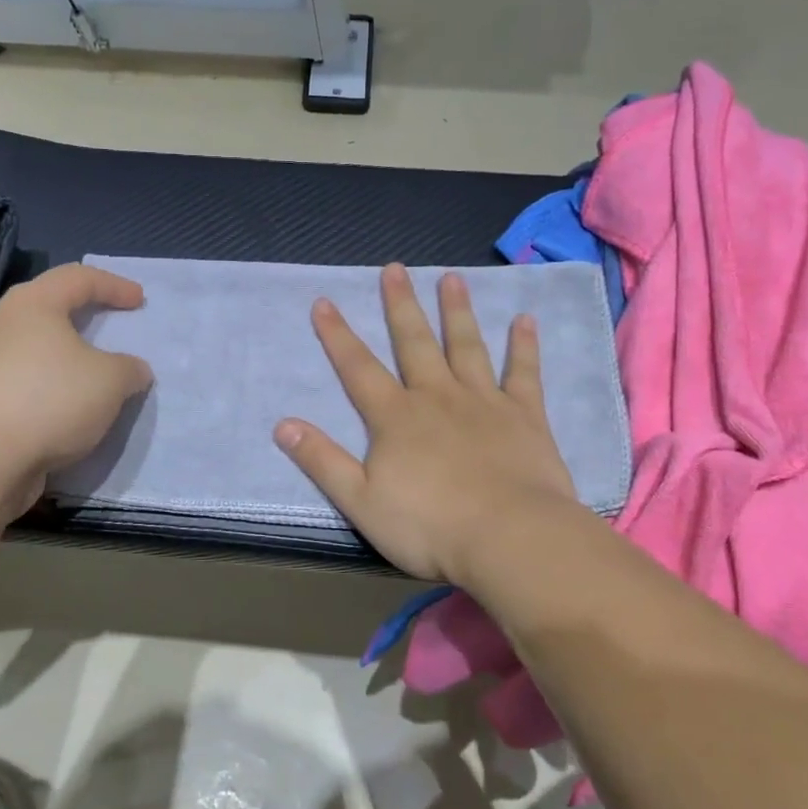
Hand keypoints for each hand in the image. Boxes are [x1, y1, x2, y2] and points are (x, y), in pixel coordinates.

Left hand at [0, 263, 152, 516]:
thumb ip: (129, 369)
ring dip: (66, 356)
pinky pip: (24, 379)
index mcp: (33, 303)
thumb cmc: (50, 400)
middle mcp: (2, 323)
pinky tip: (67, 407)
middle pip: (49, 307)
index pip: (78, 277)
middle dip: (84, 315)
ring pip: (34, 346)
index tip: (139, 301)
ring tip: (92, 373)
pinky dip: (50, 386)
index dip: (114, 285)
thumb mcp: (111, 381)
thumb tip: (133, 370)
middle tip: (110, 325)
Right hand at [275, 265, 580, 588]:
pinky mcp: (525, 416)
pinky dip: (524, 346)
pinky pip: (524, 373)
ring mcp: (484, 402)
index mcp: (395, 418)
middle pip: (414, 343)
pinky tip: (525, 320)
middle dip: (400, 305)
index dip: (338, 335)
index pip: (358, 368)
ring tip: (452, 278)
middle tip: (395, 268)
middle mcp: (437, 397)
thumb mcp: (360, 501)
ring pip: (466, 346)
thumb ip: (322, 461)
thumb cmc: (430, 526)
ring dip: (457, 312)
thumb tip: (282, 425)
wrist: (510, 539)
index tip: (324, 301)